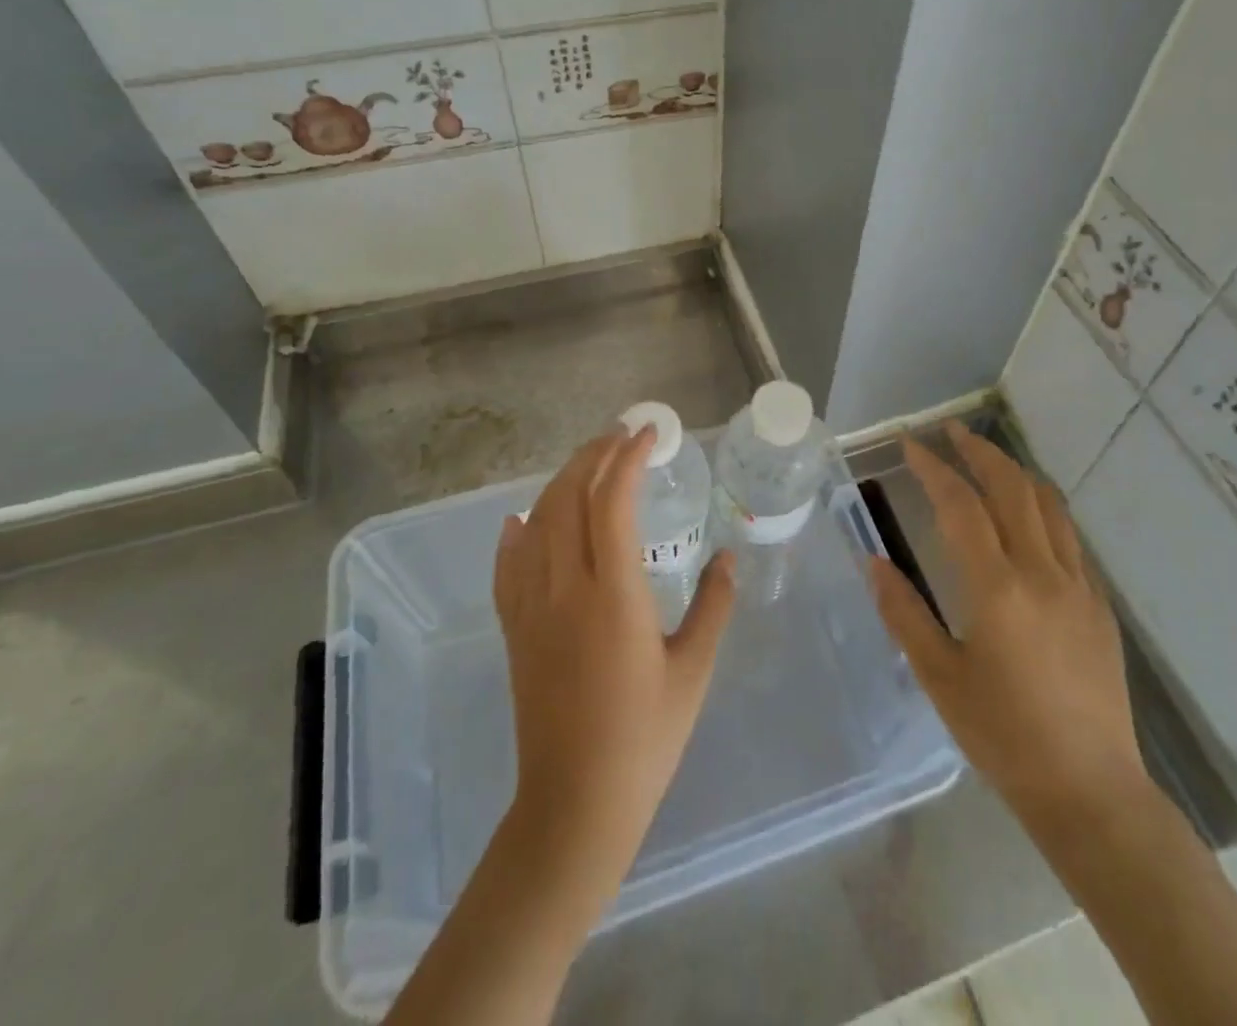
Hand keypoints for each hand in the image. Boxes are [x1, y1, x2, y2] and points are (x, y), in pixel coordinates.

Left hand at [493, 425, 735, 898]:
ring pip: (537, 521)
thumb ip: (713, 605)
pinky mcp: (515, 629)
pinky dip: (518, 531)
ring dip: (562, 482)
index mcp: (613, 594)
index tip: (649, 433)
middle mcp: (565, 588)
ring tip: (589, 464)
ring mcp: (532, 607)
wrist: (575, 804)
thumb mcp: (693, 670)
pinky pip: (508, 564)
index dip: (629, 457)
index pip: (612, 500)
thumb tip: (728, 557)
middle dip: (594, 455)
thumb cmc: (645, 738)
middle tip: (621, 436)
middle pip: (568, 497)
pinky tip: (525, 519)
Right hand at [871, 422, 1146, 827]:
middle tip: (951, 432)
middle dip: (979, 452)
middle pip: (1012, 488)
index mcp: (997, 588)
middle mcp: (1042, 573)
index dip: (934, 469)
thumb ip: (903, 613)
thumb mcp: (939, 677)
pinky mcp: (1099, 605)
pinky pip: (1068, 537)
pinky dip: (1042, 508)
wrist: (1092, 791)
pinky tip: (1027, 516)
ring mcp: (1078, 586)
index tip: (911, 445)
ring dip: (1015, 472)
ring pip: (1048, 505)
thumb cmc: (1004, 737)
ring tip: (987, 459)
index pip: (961, 506)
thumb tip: (872, 561)